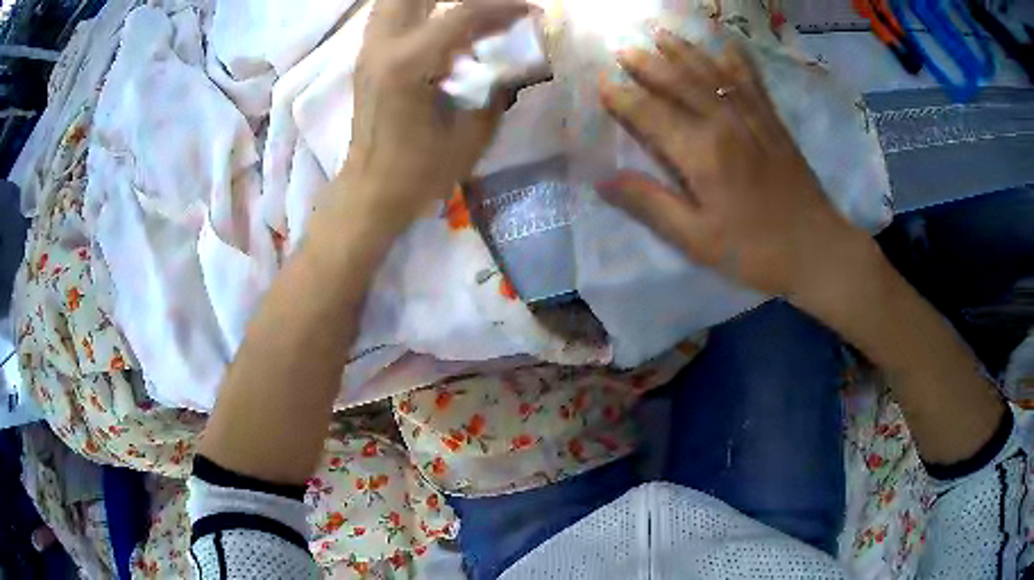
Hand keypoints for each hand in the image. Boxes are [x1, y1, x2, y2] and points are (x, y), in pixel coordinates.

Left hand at [340, 0, 529, 231]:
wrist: (371, 191)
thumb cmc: (420, 172)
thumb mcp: (472, 134)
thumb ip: (497, 89)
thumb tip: (518, 62)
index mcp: (409, 65)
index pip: (462, 13)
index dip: (503, 7)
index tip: (531, 11)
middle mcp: (383, 47)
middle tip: (490, 9)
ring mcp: (369, 50)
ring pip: (395, 0)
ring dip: (433, 1)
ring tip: (469, 14)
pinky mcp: (366, 59)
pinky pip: (390, 16)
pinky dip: (419, 12)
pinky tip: (444, 31)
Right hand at [597, 30, 867, 297]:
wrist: (816, 249)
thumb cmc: (754, 251)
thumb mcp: (696, 240)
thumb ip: (651, 205)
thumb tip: (603, 181)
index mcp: (702, 154)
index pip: (652, 114)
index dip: (623, 98)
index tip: (602, 84)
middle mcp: (725, 123)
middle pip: (680, 82)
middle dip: (649, 64)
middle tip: (623, 49)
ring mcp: (753, 117)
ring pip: (712, 74)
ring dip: (684, 51)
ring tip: (661, 34)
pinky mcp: (774, 122)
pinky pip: (752, 81)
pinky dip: (737, 60)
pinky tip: (727, 45)